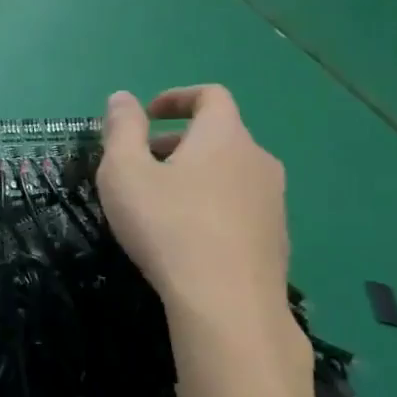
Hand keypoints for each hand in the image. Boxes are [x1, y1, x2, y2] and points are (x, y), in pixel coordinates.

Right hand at [97, 86, 288, 319]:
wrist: (227, 301)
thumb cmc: (167, 226)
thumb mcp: (124, 173)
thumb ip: (121, 130)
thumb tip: (122, 97)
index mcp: (223, 136)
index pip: (210, 96)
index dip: (177, 97)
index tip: (147, 114)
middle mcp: (257, 158)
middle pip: (219, 136)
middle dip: (178, 142)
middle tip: (141, 166)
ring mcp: (273, 200)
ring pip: (230, 173)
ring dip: (196, 176)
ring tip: (160, 205)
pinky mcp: (276, 236)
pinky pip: (239, 206)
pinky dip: (212, 207)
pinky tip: (187, 239)